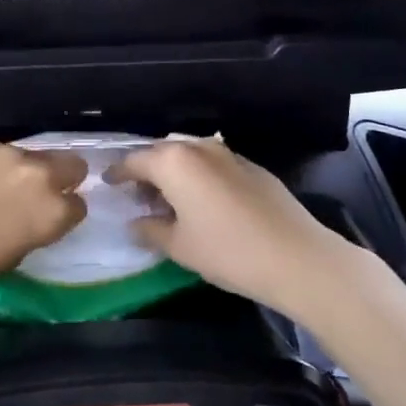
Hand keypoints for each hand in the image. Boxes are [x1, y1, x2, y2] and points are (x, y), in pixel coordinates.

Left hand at [0, 139, 87, 297]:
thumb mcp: (12, 257)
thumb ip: (34, 230)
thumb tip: (34, 218)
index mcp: (52, 212)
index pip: (78, 206)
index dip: (65, 213)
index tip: (51, 219)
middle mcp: (40, 176)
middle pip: (73, 165)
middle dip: (63, 178)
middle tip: (38, 194)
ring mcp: (10, 154)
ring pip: (33, 156)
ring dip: (25, 171)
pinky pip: (1, 153)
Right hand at [108, 138, 353, 317]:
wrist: (296, 257)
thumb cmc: (227, 251)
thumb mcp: (179, 246)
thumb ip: (150, 230)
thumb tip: (134, 223)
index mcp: (174, 162)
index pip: (135, 161)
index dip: (118, 173)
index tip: (108, 183)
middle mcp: (199, 148)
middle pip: (162, 153)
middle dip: (147, 171)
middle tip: (138, 196)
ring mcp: (229, 154)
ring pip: (189, 156)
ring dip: (174, 172)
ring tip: (169, 200)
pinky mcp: (252, 167)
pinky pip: (213, 164)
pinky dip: (200, 177)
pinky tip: (203, 202)